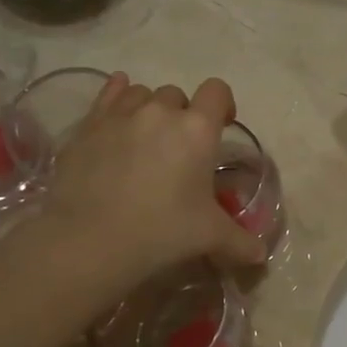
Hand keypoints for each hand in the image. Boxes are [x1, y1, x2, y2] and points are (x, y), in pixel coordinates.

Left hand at [31, 73, 266, 287]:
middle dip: (182, 115)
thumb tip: (260, 255)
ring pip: (140, 94)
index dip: (222, 104)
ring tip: (145, 138)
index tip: (221, 126)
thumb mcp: (210, 237)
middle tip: (179, 148)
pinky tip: (116, 115)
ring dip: (148, 109)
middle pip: (177, 95)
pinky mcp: (87, 126)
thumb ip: (240, 241)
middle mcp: (160, 112)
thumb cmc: (162, 231)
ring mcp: (120, 115)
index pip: (217, 91)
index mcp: (198, 130)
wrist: (90, 240)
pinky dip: (116, 98)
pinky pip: (107, 96)